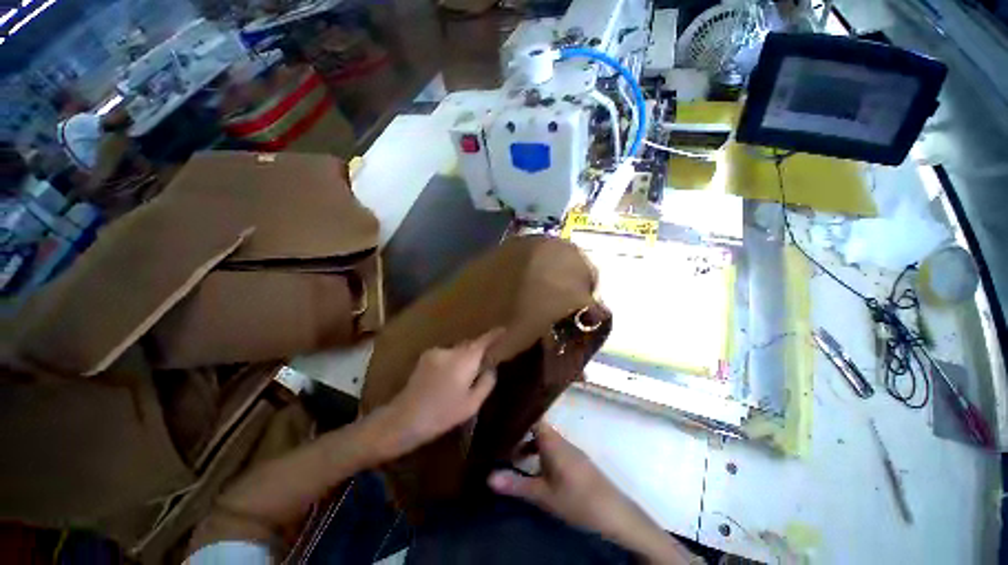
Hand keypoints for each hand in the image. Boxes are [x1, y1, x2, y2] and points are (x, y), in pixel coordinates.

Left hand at [377, 328, 503, 457]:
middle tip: (484, 362)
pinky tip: (447, 377)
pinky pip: (446, 354)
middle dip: (478, 350)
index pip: (483, 341)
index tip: (503, 330)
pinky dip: (452, 360)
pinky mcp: (425, 357)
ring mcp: (436, 352)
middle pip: (469, 344)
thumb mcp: (472, 404)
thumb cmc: (442, 414)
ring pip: (457, 350)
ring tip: (463, 375)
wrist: (405, 418)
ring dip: (463, 357)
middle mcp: (451, 350)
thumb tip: (491, 368)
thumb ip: (486, 383)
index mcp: (464, 360)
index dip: (494, 335)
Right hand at [488, 423, 696, 564]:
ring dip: (530, 447)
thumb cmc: (576, 499)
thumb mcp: (543, 495)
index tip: (502, 420)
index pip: (533, 418)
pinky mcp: (577, 461)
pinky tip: (536, 471)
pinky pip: (554, 450)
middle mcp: (561, 440)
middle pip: (538, 429)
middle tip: (502, 442)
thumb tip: (488, 476)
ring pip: (546, 441)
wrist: (613, 513)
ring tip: (514, 458)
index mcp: (552, 441)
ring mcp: (571, 450)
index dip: (519, 417)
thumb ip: (516, 485)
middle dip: (521, 435)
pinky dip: (541, 455)